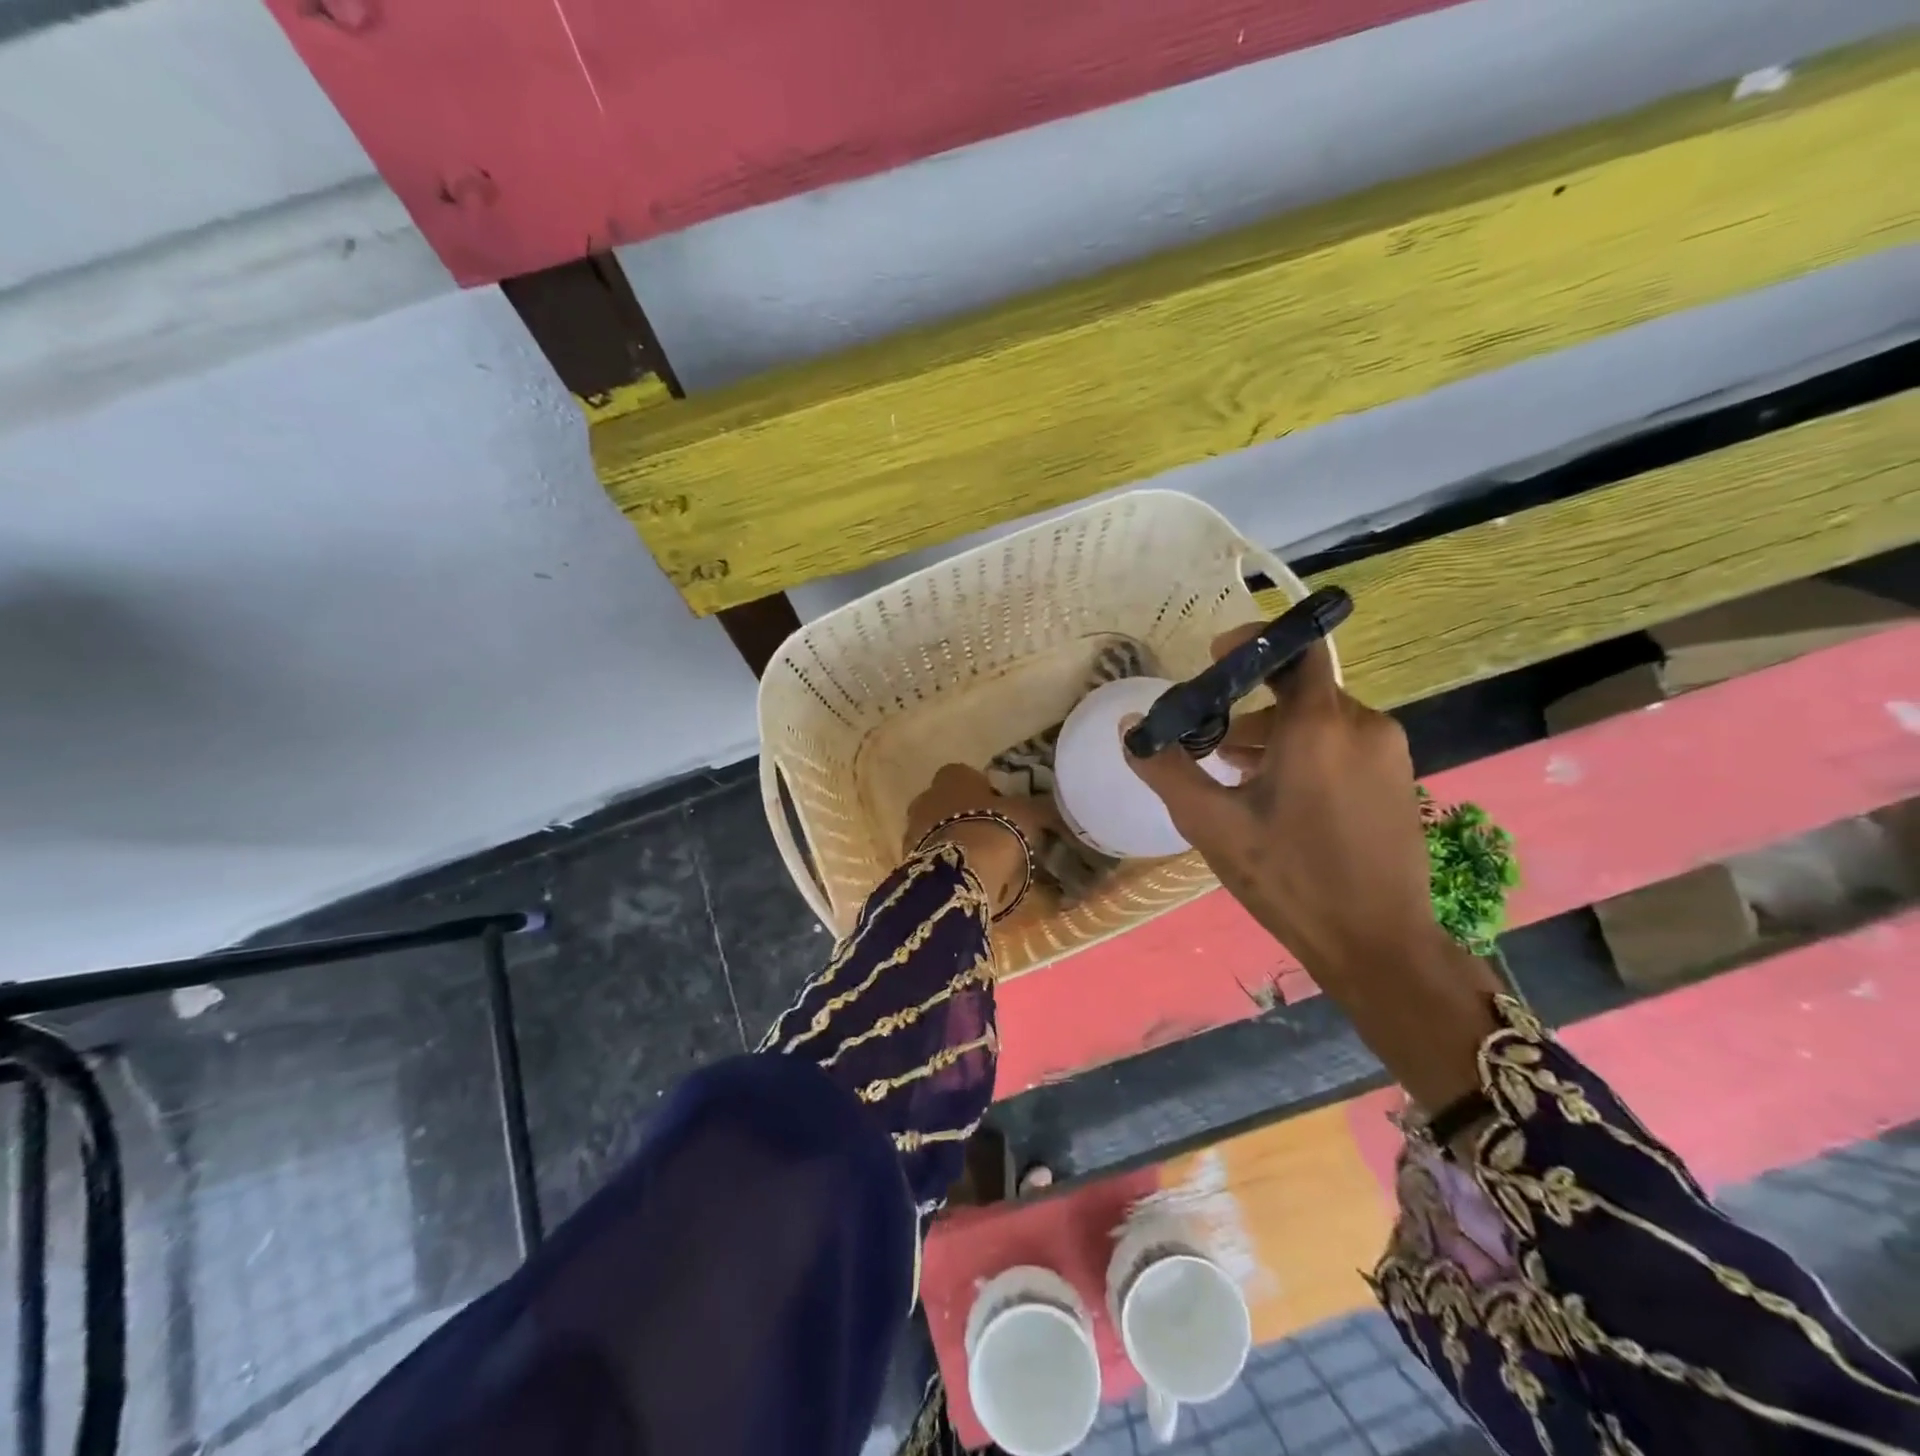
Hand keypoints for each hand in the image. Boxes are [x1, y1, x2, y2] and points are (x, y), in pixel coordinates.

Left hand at [904, 765, 1057, 917]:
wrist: (958, 873)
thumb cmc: (993, 829)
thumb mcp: (1027, 815)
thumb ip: (1037, 807)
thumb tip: (1052, 807)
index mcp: (952, 776)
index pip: (965, 774)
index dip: (983, 790)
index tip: (1000, 808)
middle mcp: (926, 796)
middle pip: (946, 802)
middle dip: (964, 815)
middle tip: (991, 835)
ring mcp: (912, 829)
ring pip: (936, 830)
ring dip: (954, 840)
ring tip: (979, 861)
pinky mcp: (909, 859)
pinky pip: (932, 856)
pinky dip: (946, 863)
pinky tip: (965, 877)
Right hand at [1122, 627, 1501, 1113]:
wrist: (1377, 943)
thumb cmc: (1288, 877)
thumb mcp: (1211, 824)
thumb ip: (1167, 769)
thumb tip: (1130, 729)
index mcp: (1320, 725)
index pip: (1295, 648)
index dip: (1252, 642)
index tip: (1212, 658)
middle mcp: (1363, 725)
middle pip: (1299, 691)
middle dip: (1249, 707)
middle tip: (1209, 744)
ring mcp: (1387, 754)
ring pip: (1320, 721)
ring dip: (1274, 735)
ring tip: (1234, 775)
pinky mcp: (1397, 780)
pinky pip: (1343, 745)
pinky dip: (1305, 753)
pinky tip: (1276, 797)